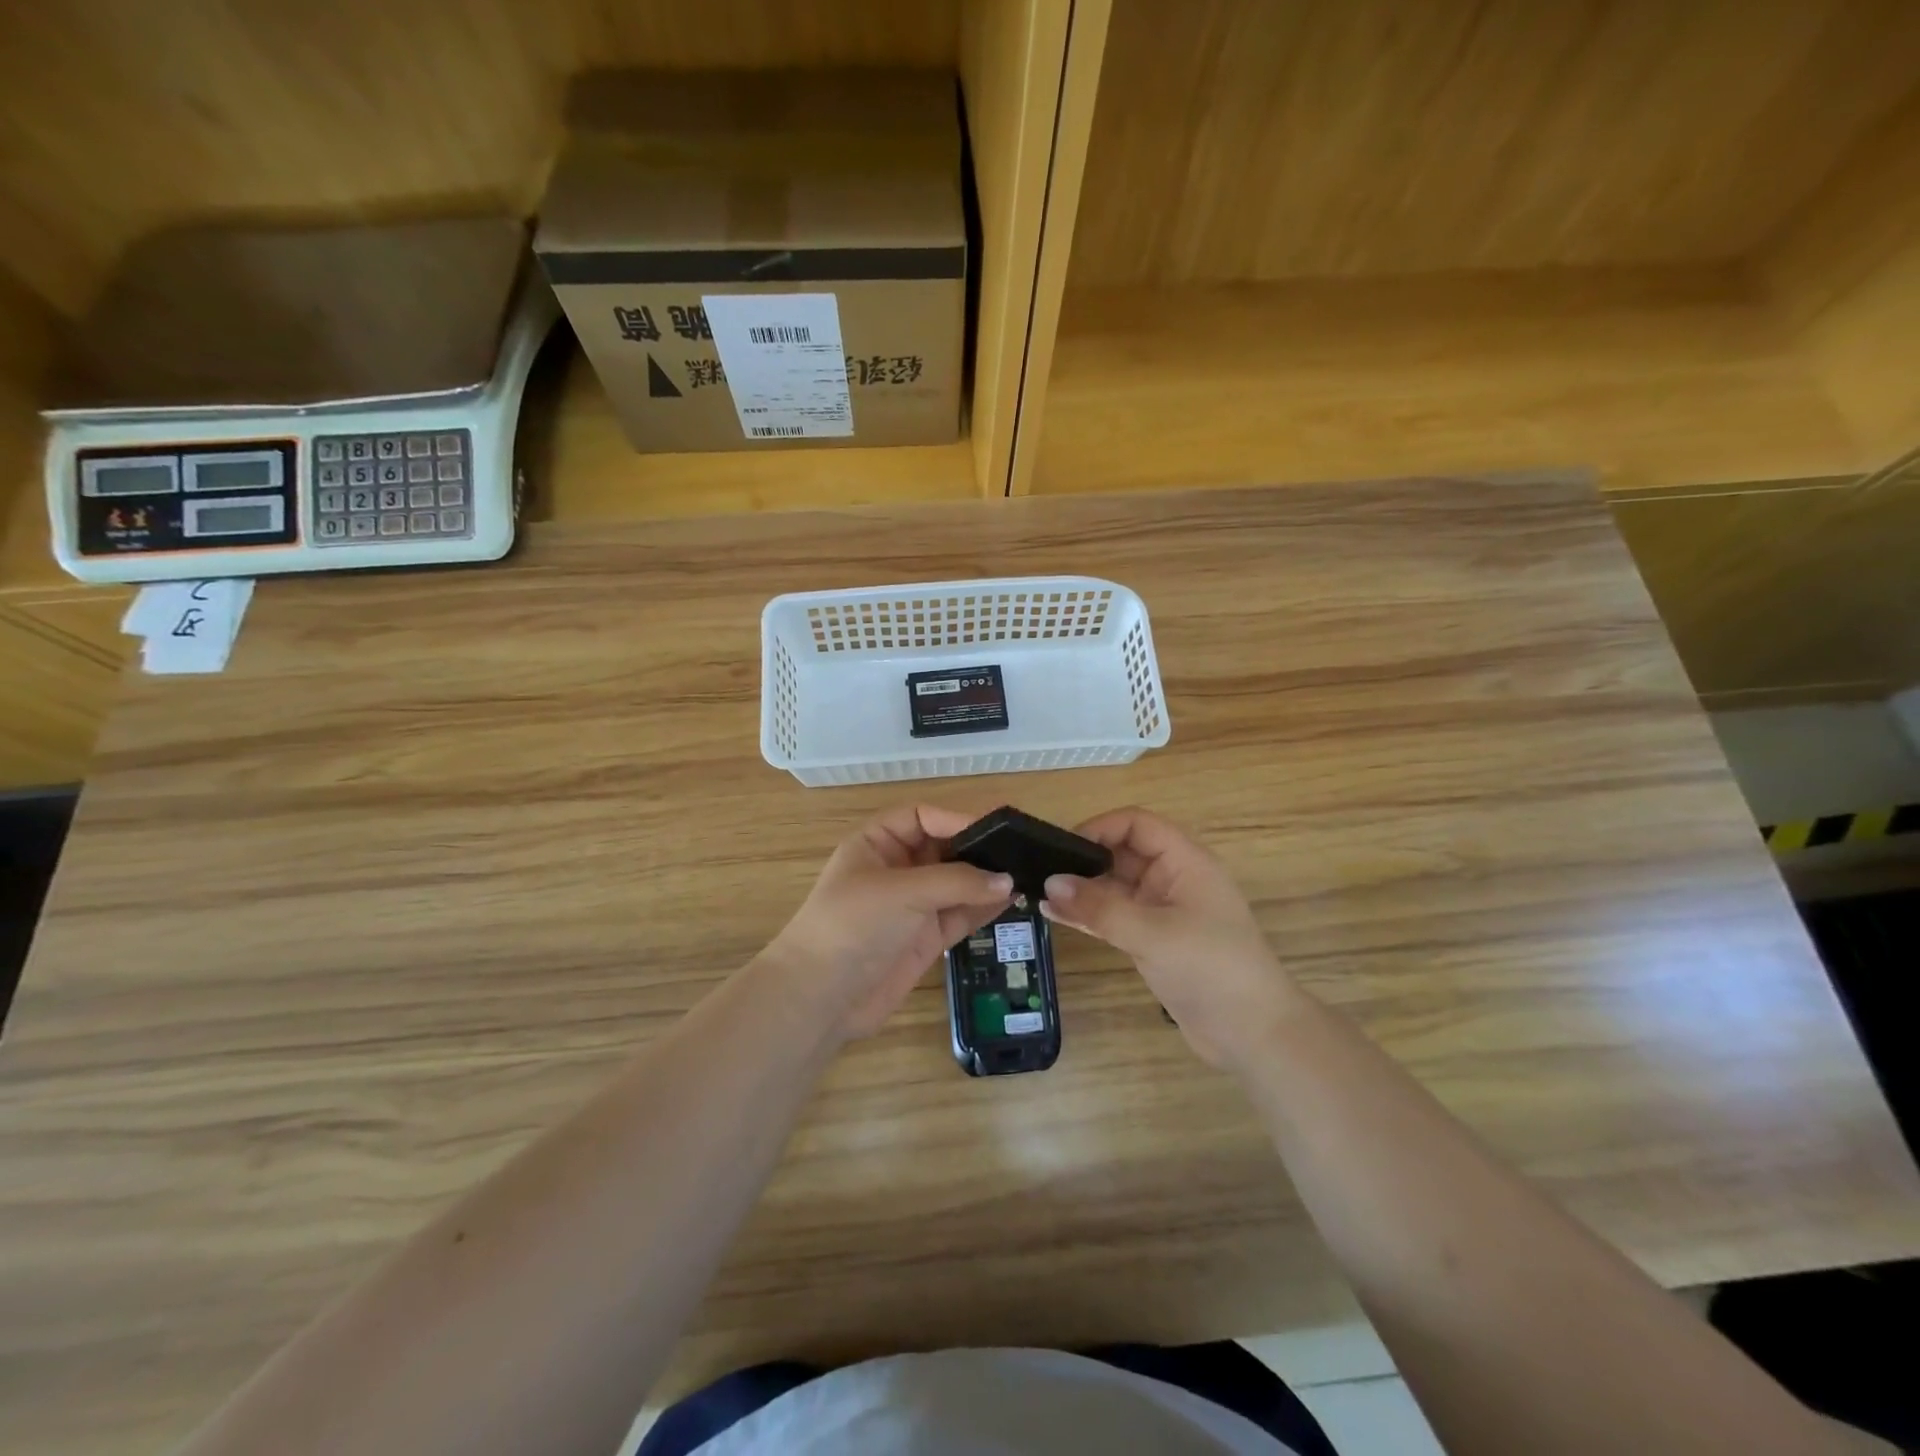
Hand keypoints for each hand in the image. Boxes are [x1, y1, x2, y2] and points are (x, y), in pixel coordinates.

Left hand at [766, 804, 1012, 1039]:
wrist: (821, 997)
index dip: (956, 819)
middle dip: (977, 849)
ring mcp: (912, 906)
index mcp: (876, 843)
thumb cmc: (854, 925)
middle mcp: (896, 869)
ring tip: (1026, 873)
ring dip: (985, 880)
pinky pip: (960, 914)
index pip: (922, 817)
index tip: (996, 827)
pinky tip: (1011, 899)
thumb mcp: (903, 891)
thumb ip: (957, 882)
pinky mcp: (925, 938)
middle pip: (943, 848)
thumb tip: (1007, 880)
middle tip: (1021, 849)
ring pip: (957, 884)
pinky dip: (983, 907)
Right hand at [1040, 807, 1298, 1069]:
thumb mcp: (1153, 934)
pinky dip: (1088, 914)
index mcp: (1185, 861)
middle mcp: (1173, 879)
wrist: (1254, 1034)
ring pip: (1114, 887)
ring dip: (1081, 889)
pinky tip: (1056, 915)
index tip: (1062, 847)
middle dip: (1084, 859)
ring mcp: (1163, 911)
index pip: (1136, 824)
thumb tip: (1049, 884)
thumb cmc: (1212, 969)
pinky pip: (1115, 916)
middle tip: (1040, 871)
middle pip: (1122, 853)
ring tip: (1039, 893)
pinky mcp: (1154, 940)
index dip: (1100, 828)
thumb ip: (1100, 908)